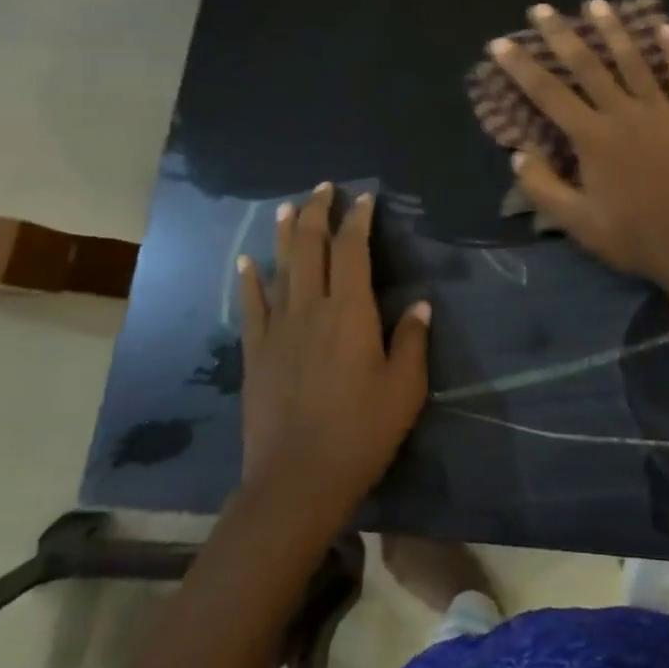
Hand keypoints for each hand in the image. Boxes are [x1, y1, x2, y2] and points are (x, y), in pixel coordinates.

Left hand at [236, 184, 429, 517]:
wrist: (297, 480)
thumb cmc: (361, 432)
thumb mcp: (405, 388)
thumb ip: (412, 340)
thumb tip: (421, 304)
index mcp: (350, 311)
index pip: (353, 250)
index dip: (358, 219)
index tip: (364, 198)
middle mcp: (311, 308)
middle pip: (312, 247)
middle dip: (319, 212)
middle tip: (324, 188)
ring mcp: (278, 328)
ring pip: (280, 267)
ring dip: (285, 233)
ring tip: (288, 206)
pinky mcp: (256, 352)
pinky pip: (252, 305)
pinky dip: (249, 279)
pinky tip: (247, 261)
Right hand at [492, 1, 668, 291]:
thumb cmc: (634, 236)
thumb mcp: (577, 223)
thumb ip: (542, 188)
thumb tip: (519, 153)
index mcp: (592, 137)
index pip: (548, 93)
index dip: (521, 66)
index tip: (501, 43)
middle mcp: (623, 113)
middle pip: (587, 65)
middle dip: (561, 34)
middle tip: (541, 9)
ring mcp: (662, 110)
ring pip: (633, 60)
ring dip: (613, 30)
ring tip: (596, 4)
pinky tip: (665, 26)